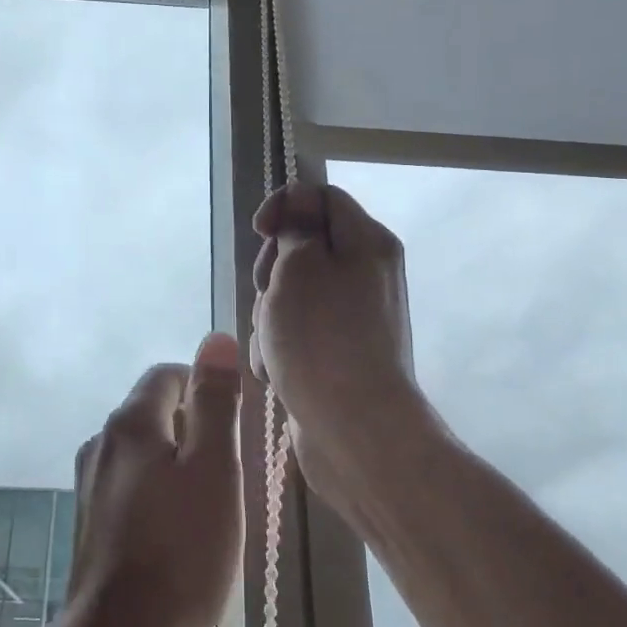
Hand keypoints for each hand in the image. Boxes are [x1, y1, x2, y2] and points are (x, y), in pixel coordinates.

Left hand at [67, 333, 244, 626]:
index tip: (234, 425)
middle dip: (193, 428)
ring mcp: (89, 483)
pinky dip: (157, 491)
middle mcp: (101, 442)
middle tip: (229, 472)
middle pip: (153, 411)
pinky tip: (177, 532)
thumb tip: (217, 338)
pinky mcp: (87, 520)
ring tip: (209, 505)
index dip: (205, 388)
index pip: (168, 375)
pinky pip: (130, 484)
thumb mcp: (214, 469)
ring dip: (177, 463)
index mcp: (129, 422)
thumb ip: (215, 401)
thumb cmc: (181, 552)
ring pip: (142, 451)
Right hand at [251, 183, 417, 498]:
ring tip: (274, 346)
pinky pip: (299, 331)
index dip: (284, 205)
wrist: (356, 430)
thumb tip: (298, 207)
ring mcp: (354, 316)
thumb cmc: (322, 339)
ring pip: (292, 294)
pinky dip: (282, 346)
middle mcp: (367, 273)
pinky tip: (279, 371)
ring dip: (270, 316)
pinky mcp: (340, 352)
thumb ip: (294, 229)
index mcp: (367, 242)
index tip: (259, 232)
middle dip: (271, 271)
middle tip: (268, 295)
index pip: (321, 196)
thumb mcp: (298, 268)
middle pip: (303, 247)